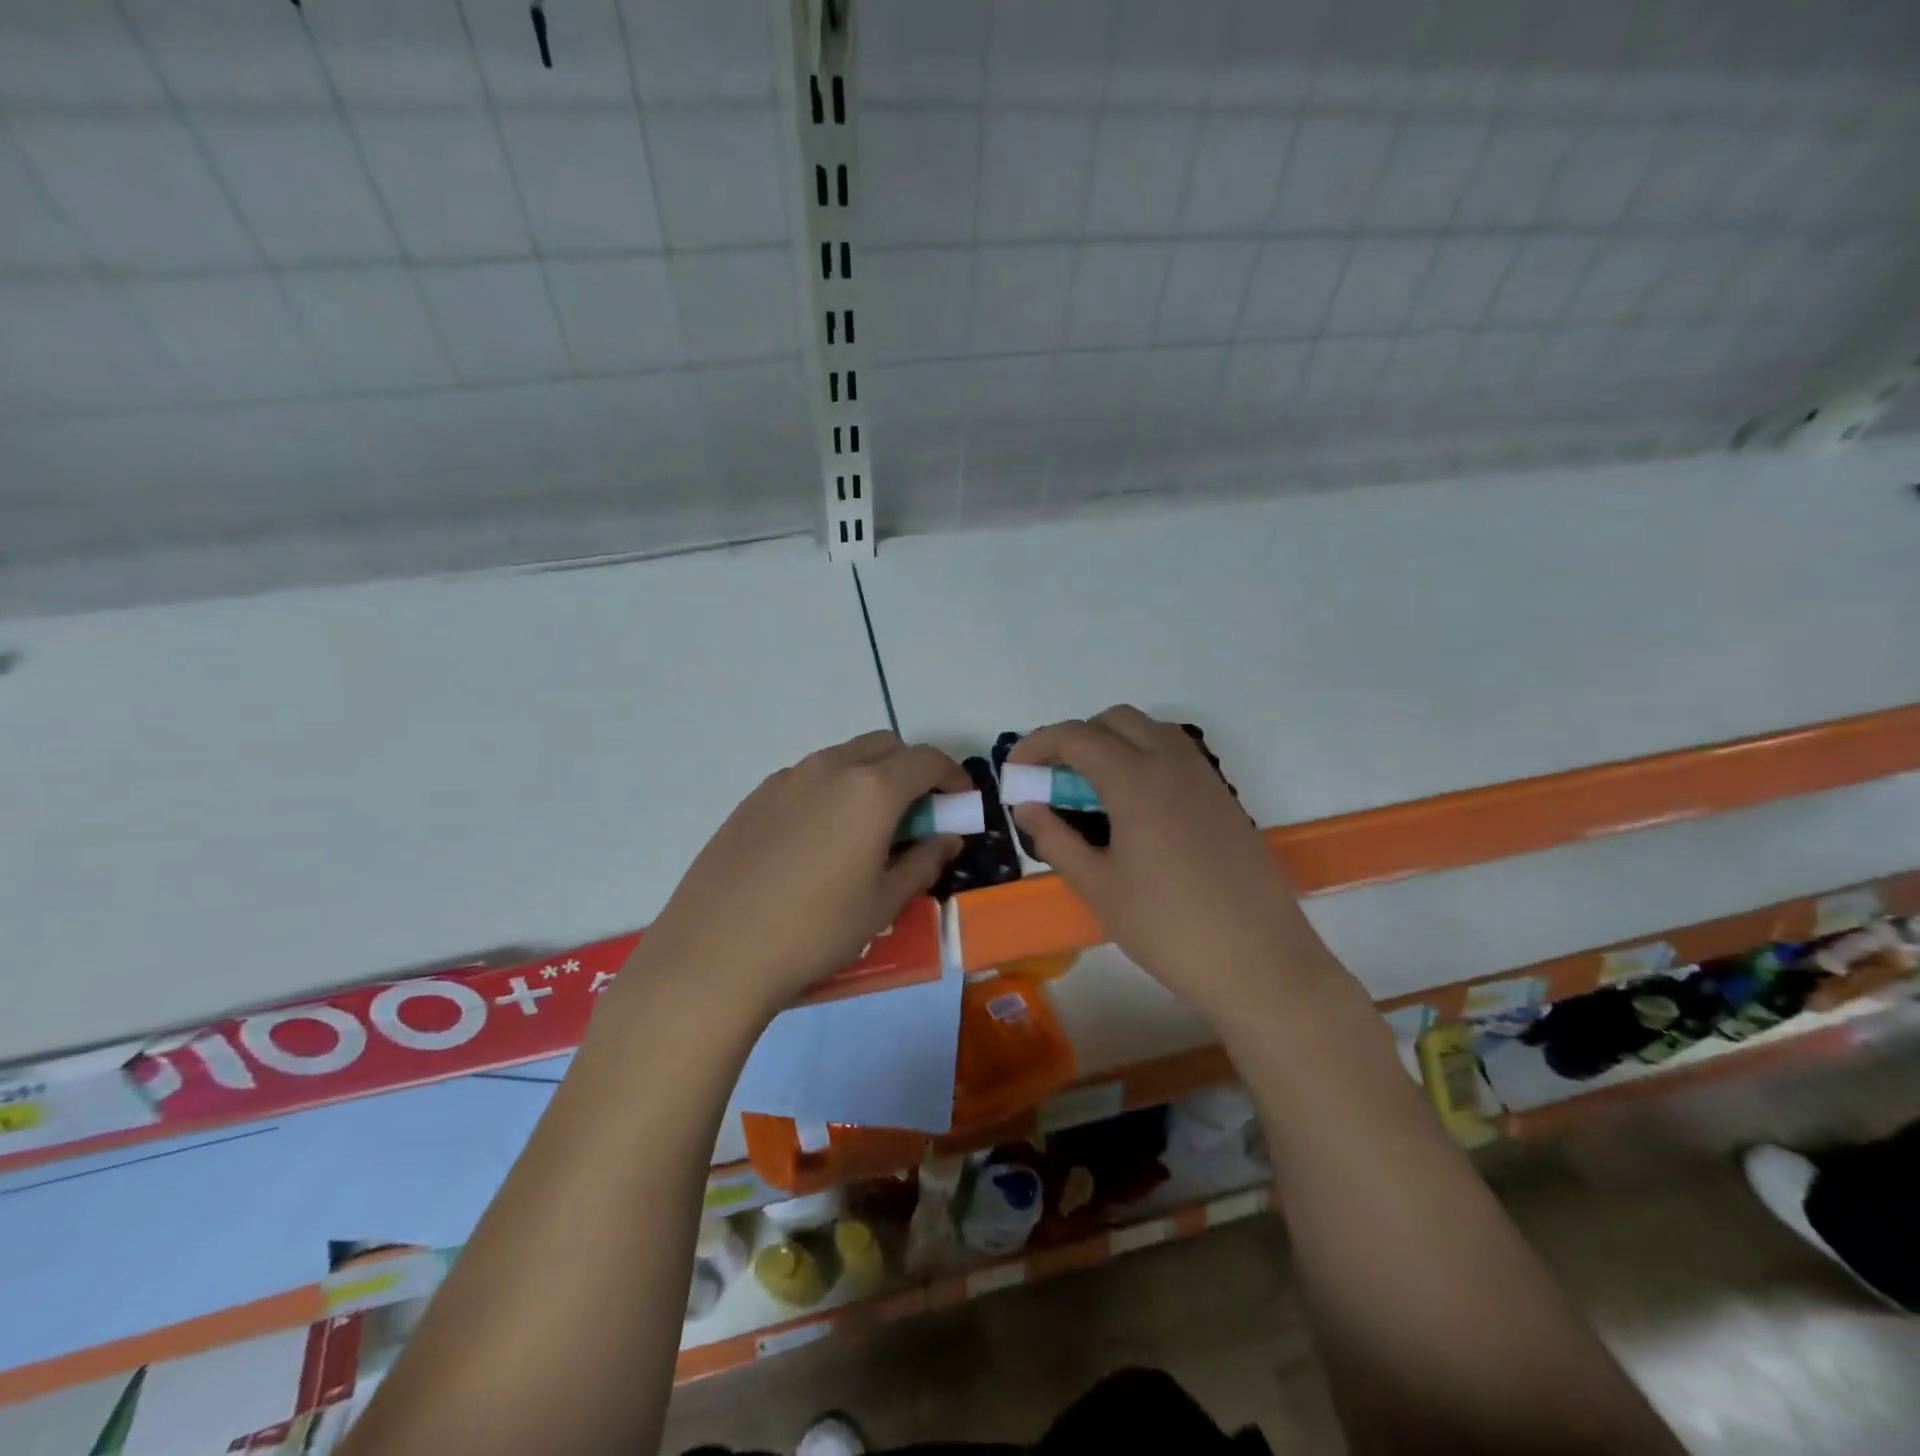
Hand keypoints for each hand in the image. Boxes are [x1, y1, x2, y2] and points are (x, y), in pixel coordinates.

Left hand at [621, 731, 968, 1021]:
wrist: (715, 952)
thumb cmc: (815, 930)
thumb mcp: (883, 903)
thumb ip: (924, 862)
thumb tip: (947, 839)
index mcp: (870, 789)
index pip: (925, 760)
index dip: (952, 777)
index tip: (959, 803)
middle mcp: (829, 768)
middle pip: (884, 746)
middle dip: (910, 770)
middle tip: (916, 815)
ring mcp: (786, 779)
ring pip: (843, 759)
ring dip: (869, 778)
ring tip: (865, 831)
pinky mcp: (754, 797)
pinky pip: (808, 779)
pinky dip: (831, 792)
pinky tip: (818, 842)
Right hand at [1009, 707, 1338, 1021]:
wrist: (1258, 961)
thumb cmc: (1167, 927)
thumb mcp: (1098, 887)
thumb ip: (1056, 839)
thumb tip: (1027, 807)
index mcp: (1136, 780)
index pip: (1076, 737)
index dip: (1037, 745)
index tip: (1015, 771)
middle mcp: (1172, 764)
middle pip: (1116, 720)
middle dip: (1076, 737)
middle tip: (1054, 778)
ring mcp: (1205, 779)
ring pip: (1152, 731)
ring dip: (1114, 742)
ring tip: (1093, 790)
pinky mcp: (1224, 798)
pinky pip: (1177, 755)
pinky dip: (1145, 758)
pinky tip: (1136, 808)